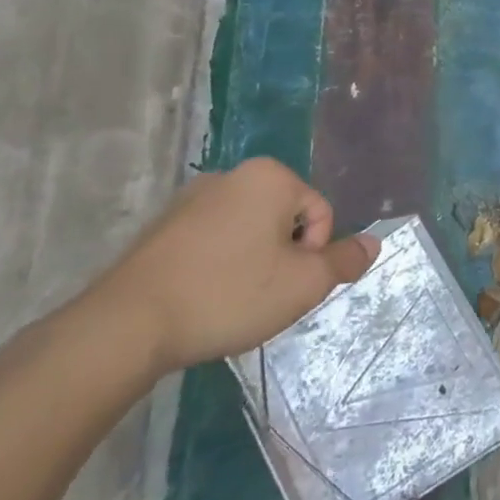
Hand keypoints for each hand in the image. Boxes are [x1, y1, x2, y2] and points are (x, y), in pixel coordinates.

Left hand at [86, 157, 378, 377]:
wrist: (126, 325)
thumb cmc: (228, 294)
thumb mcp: (302, 285)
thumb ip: (344, 261)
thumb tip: (374, 243)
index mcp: (270, 177)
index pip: (320, 213)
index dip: (313, 255)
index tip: (286, 285)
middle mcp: (231, 175)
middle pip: (284, 219)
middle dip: (283, 257)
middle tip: (264, 297)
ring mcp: (191, 199)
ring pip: (247, 231)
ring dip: (252, 263)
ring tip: (231, 302)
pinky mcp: (162, 228)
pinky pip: (211, 242)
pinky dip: (218, 267)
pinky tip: (202, 299)